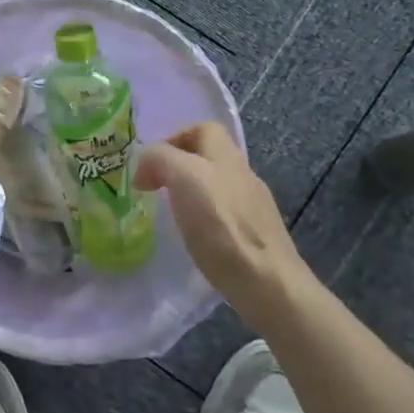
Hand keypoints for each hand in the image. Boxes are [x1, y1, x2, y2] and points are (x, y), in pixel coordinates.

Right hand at [135, 123, 311, 314]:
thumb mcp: (184, 178)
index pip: (203, 129)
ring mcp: (253, 207)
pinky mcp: (256, 237)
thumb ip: (161, 159)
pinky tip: (195, 239)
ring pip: (217, 187)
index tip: (151, 164)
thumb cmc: (222, 226)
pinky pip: (224, 216)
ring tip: (171, 215)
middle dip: (179, 168)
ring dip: (191, 194)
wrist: (267, 283)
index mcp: (226, 156)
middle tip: (155, 190)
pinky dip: (205, 220)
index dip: (174, 138)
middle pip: (209, 158)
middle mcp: (243, 176)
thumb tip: (146, 165)